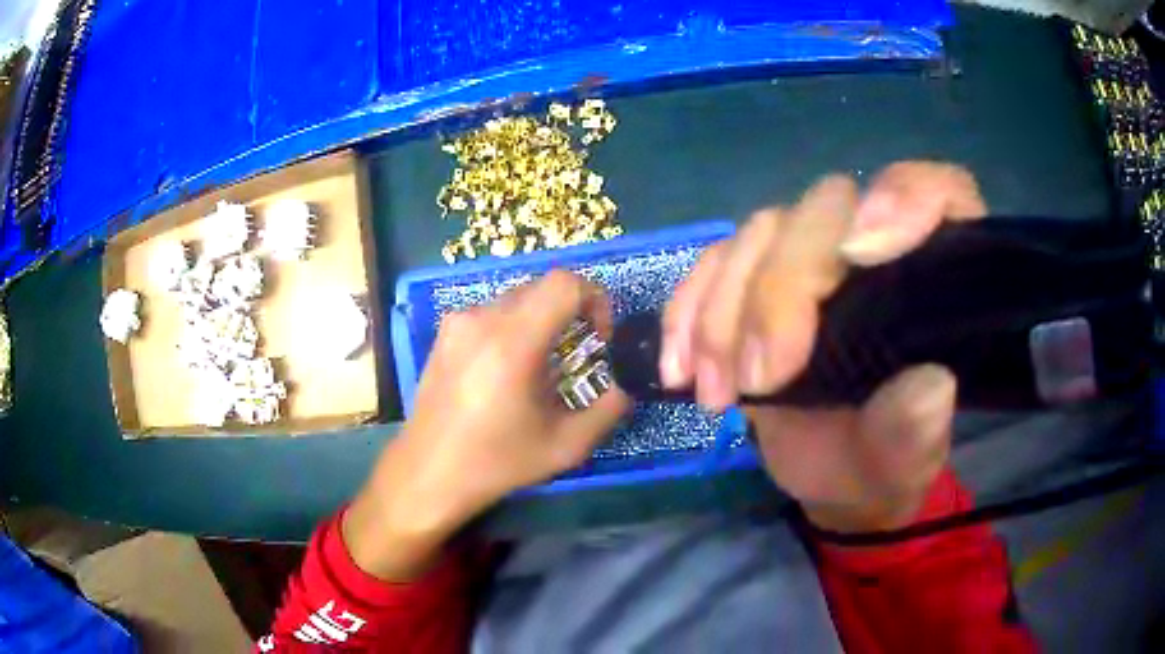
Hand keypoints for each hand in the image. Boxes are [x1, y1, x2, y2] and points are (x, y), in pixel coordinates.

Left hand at [344, 271, 628, 578]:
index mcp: (513, 342)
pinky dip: (513, 326)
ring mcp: (458, 322)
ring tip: (541, 364)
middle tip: (577, 352)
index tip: (599, 337)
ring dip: (541, 318)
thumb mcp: (566, 445)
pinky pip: (492, 311)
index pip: (565, 283)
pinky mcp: (445, 332)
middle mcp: (482, 319)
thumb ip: (610, 408)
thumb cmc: (497, 462)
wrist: (428, 472)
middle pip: (542, 286)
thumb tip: (629, 382)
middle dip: (571, 311)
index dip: (594, 299)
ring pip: (517, 297)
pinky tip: (507, 369)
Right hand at [661, 162, 986, 531]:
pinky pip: (713, 266)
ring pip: (760, 234)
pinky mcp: (757, 281)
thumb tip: (925, 385)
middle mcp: (874, 242)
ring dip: (725, 311)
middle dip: (784, 286)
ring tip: (717, 392)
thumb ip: (919, 425)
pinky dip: (688, 313)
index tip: (861, 256)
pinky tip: (679, 369)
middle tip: (762, 377)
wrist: (838, 472)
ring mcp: (810, 257)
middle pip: (826, 209)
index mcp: (934, 270)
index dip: (904, 200)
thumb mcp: (909, 455)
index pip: (939, 192)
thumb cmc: (886, 457)